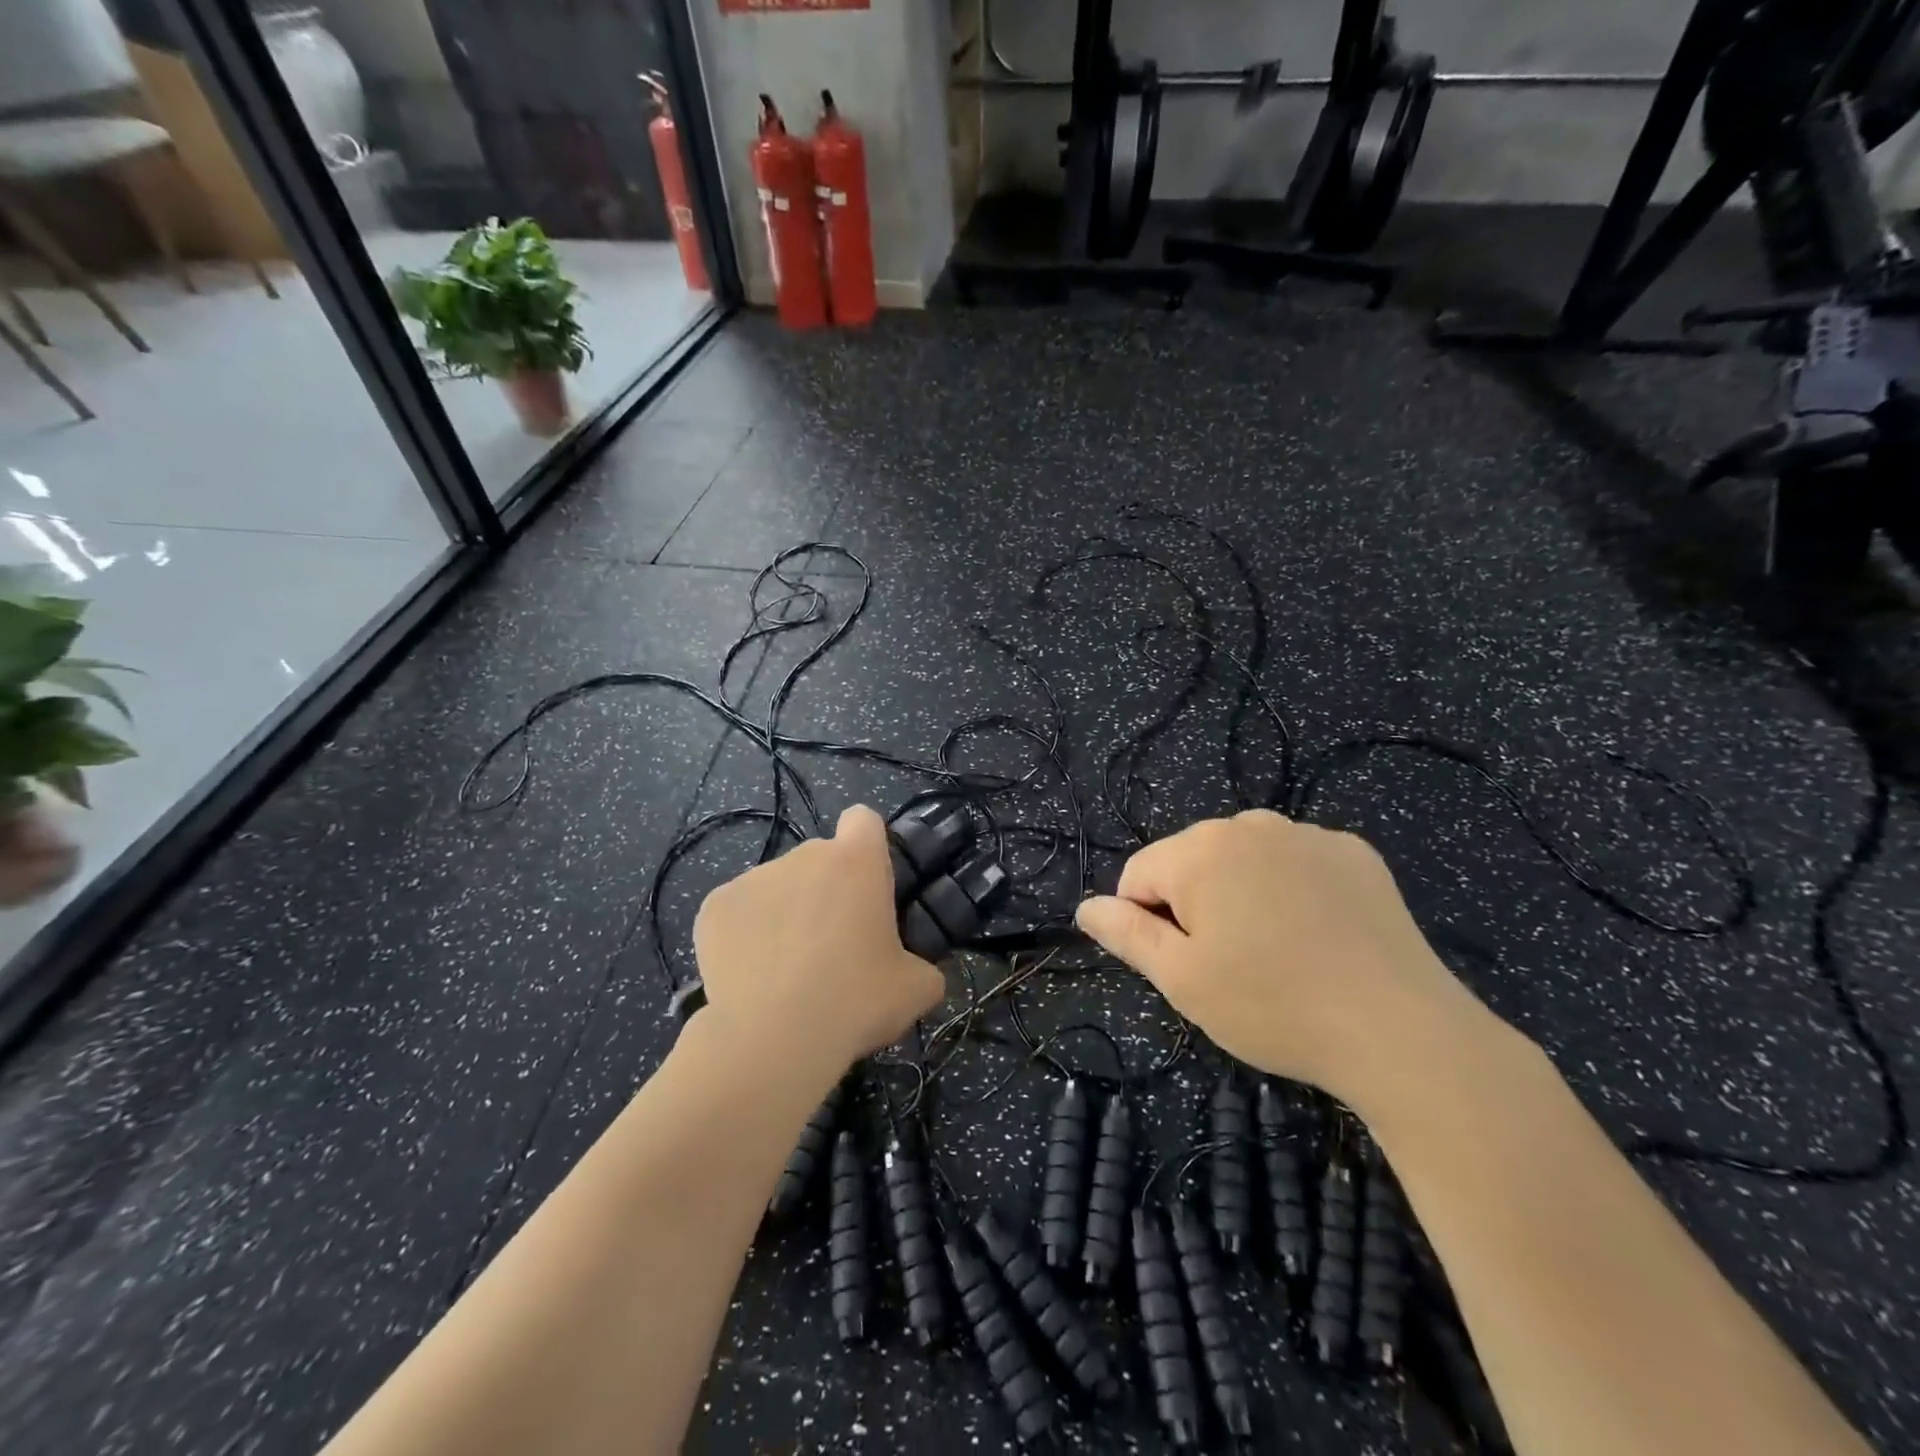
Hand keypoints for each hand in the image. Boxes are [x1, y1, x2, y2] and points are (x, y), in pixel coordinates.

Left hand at [693, 805, 945, 1076]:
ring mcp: (754, 878)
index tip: (868, 884)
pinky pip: (738, 911)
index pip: (863, 820)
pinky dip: (745, 934)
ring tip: (787, 970)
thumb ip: (924, 967)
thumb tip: (918, 973)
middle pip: (819, 859)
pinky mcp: (715, 906)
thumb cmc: (855, 1001)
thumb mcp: (916, 989)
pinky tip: (751, 975)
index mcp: (857, 861)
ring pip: (777, 886)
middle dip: (826, 891)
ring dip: (786, 913)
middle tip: (834, 946)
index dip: (868, 846)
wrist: (773, 1039)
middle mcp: (804, 856)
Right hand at [1075, 810, 1499, 1111]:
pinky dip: (1291, 890)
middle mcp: (1249, 825)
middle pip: (1190, 862)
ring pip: (1243, 860)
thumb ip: (1126, 934)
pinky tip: (1318, 935)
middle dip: (1196, 906)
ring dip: (1241, 895)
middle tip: (1233, 965)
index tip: (1187, 966)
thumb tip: (1086, 907)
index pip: (1138, 875)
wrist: (1399, 1029)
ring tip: (1276, 952)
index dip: (1149, 924)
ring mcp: (1307, 834)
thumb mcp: (1182, 980)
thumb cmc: (1273, 1005)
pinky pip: (1295, 862)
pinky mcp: (1353, 852)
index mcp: (1199, 851)